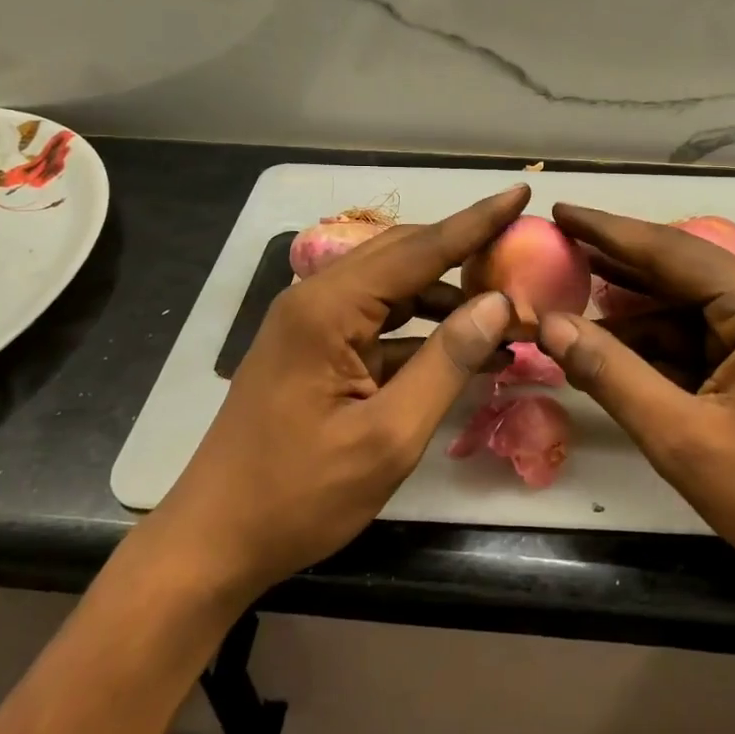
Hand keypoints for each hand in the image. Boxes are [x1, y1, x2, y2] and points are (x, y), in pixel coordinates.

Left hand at [142, 186, 528, 603]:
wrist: (213, 542)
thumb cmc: (299, 496)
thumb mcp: (388, 437)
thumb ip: (446, 363)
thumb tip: (498, 304)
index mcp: (329, 308)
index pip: (419, 249)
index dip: (476, 222)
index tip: (520, 191)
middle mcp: (316, 298)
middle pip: (403, 255)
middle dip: (463, 251)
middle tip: (521, 253)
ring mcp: (310, 323)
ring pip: (391, 286)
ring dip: (444, 294)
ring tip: (501, 308)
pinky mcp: (313, 348)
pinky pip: (376, 320)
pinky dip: (419, 327)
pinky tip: (458, 346)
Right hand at [536, 204, 734, 606]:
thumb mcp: (682, 441)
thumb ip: (611, 374)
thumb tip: (549, 325)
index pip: (673, 252)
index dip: (608, 231)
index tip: (560, 210)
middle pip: (682, 272)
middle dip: (617, 267)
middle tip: (556, 249)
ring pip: (690, 306)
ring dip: (634, 312)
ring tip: (569, 299)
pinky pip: (706, 335)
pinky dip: (661, 342)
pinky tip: (614, 346)